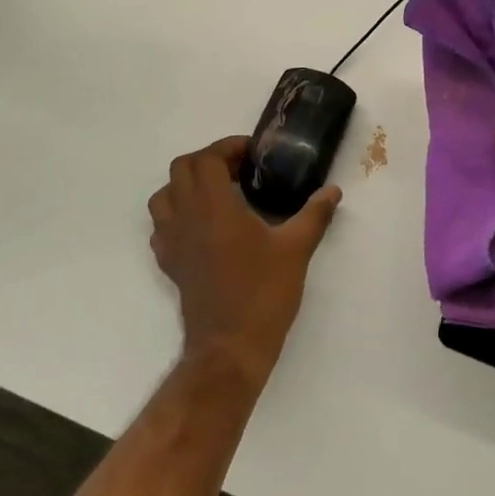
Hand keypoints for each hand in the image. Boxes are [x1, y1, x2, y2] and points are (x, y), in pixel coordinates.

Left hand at [148, 138, 341, 376]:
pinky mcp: (169, 264)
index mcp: (214, 206)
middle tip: (238, 170)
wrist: (229, 347)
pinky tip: (201, 228)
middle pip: (181, 169)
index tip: (252, 154)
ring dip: (185, 186)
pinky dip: (176, 216)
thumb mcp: (296, 249)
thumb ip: (314, 215)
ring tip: (217, 194)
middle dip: (208, 161)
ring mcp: (172, 241)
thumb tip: (333, 191)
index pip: (207, 158)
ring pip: (164, 196)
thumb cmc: (262, 293)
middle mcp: (186, 216)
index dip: (227, 148)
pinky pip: (161, 227)